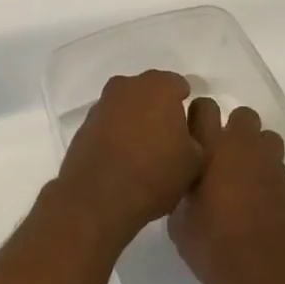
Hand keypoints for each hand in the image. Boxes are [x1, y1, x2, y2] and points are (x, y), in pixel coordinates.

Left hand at [55, 71, 202, 250]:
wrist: (98, 198)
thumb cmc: (154, 174)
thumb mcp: (196, 159)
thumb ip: (199, 133)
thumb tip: (188, 126)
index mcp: (159, 86)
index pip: (179, 86)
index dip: (187, 107)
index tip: (190, 131)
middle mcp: (128, 85)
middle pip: (151, 92)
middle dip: (160, 110)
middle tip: (170, 142)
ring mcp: (103, 103)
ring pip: (128, 107)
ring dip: (137, 121)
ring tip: (145, 154)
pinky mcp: (85, 124)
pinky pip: (110, 123)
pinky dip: (118, 134)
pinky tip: (123, 160)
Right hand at [169, 98, 284, 283]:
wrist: (266, 273)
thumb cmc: (214, 245)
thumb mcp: (179, 221)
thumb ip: (182, 190)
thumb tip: (186, 184)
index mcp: (212, 147)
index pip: (204, 107)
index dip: (197, 117)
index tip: (190, 136)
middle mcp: (243, 146)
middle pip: (242, 115)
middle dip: (231, 128)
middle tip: (217, 154)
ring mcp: (270, 164)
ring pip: (265, 136)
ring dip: (254, 148)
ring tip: (240, 173)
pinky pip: (275, 164)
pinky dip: (265, 173)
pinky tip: (255, 198)